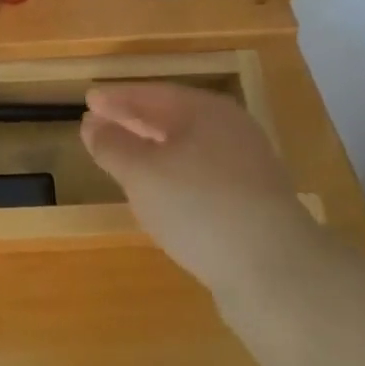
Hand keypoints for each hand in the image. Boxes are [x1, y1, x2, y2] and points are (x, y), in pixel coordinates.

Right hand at [81, 84, 314, 299]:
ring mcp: (247, 167)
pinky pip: (202, 175)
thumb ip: (113, 145)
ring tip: (124, 157)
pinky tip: (161, 193)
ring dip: (153, 148)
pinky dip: (174, 174)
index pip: (153, 94)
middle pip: (174, 117)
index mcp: (205, 112)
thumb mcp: (142, 173)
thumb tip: (92, 123)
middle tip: (100, 123)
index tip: (88, 100)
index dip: (118, 98)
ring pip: (188, 148)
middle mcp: (230, 131)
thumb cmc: (199, 207)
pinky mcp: (253, 203)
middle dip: (135, 120)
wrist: (275, 271)